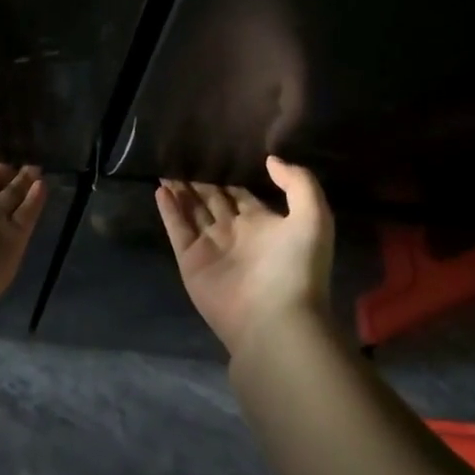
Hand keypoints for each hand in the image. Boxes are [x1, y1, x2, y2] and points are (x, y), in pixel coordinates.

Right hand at [155, 156, 334, 356]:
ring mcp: (211, 247)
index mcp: (263, 224)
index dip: (230, 176)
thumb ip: (298, 183)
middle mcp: (235, 233)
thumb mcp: (313, 218)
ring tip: (168, 168)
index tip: (216, 154)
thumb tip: (270, 160)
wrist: (274, 320)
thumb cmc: (295, 268)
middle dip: (201, 182)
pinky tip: (160, 189)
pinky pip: (177, 229)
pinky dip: (168, 210)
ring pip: (192, 212)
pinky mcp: (191, 261)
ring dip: (181, 192)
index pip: (241, 195)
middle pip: (213, 201)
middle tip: (185, 156)